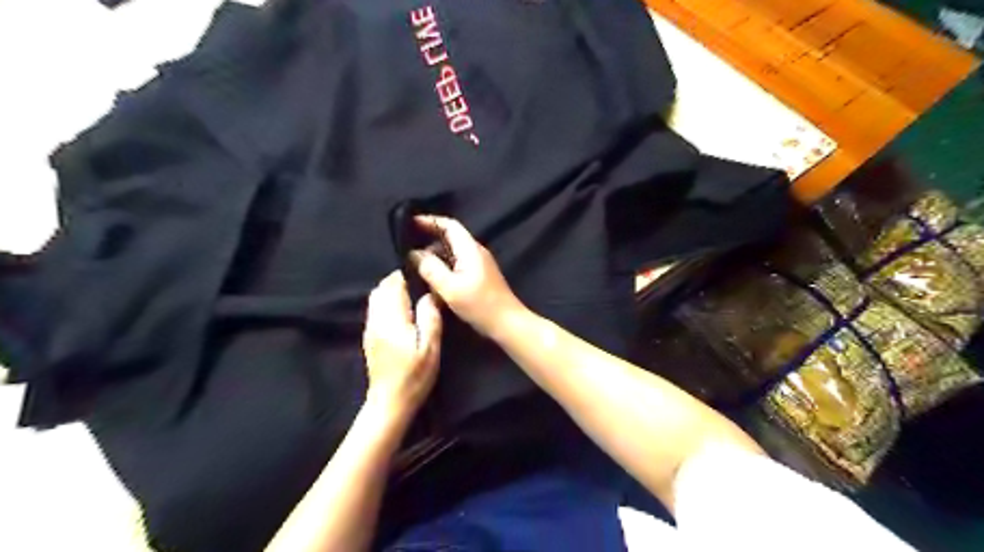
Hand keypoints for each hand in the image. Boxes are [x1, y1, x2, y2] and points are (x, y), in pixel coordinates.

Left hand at [361, 272, 442, 416]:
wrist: (389, 402)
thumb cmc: (414, 376)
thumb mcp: (430, 348)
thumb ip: (430, 317)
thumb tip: (430, 294)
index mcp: (392, 318)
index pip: (394, 284)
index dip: (408, 275)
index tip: (424, 276)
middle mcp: (376, 319)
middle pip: (382, 288)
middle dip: (399, 281)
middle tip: (420, 286)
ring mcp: (370, 328)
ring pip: (376, 297)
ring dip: (392, 291)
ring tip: (413, 297)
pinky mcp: (369, 336)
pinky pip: (376, 309)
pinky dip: (387, 302)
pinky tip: (403, 312)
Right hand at [409, 215, 526, 337]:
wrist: (508, 323)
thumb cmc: (480, 305)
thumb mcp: (450, 288)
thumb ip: (430, 268)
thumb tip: (414, 254)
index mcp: (470, 249)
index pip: (449, 225)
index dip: (429, 221)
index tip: (409, 223)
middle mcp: (475, 252)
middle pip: (450, 237)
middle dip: (428, 239)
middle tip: (406, 246)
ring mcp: (479, 264)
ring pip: (452, 252)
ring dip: (434, 255)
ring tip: (413, 263)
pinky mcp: (479, 276)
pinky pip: (457, 264)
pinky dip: (442, 267)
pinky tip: (431, 278)